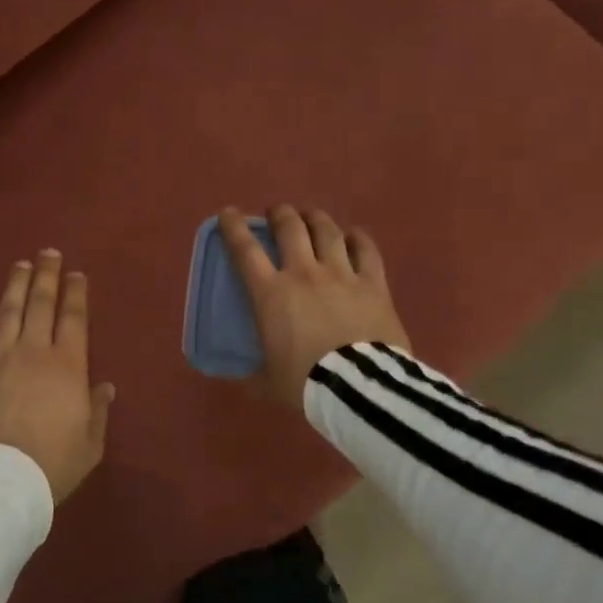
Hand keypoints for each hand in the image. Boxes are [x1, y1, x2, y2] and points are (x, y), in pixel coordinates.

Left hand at [0, 249, 114, 502]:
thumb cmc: (52, 464)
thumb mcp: (89, 444)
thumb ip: (98, 411)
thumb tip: (104, 386)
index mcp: (68, 366)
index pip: (73, 318)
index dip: (75, 293)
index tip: (76, 273)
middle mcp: (33, 351)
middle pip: (40, 304)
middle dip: (46, 276)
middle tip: (47, 253)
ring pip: (8, 311)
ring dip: (15, 285)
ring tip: (20, 265)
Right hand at [218, 205, 411, 413]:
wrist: (358, 388)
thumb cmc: (305, 383)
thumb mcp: (268, 380)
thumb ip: (255, 372)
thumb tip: (245, 379)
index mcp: (270, 294)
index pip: (245, 250)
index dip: (234, 227)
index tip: (229, 213)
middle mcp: (303, 273)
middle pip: (290, 228)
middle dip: (280, 214)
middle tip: (277, 214)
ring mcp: (341, 274)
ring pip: (327, 231)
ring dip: (316, 219)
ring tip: (311, 216)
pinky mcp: (373, 284)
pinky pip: (366, 251)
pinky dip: (358, 238)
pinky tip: (354, 234)